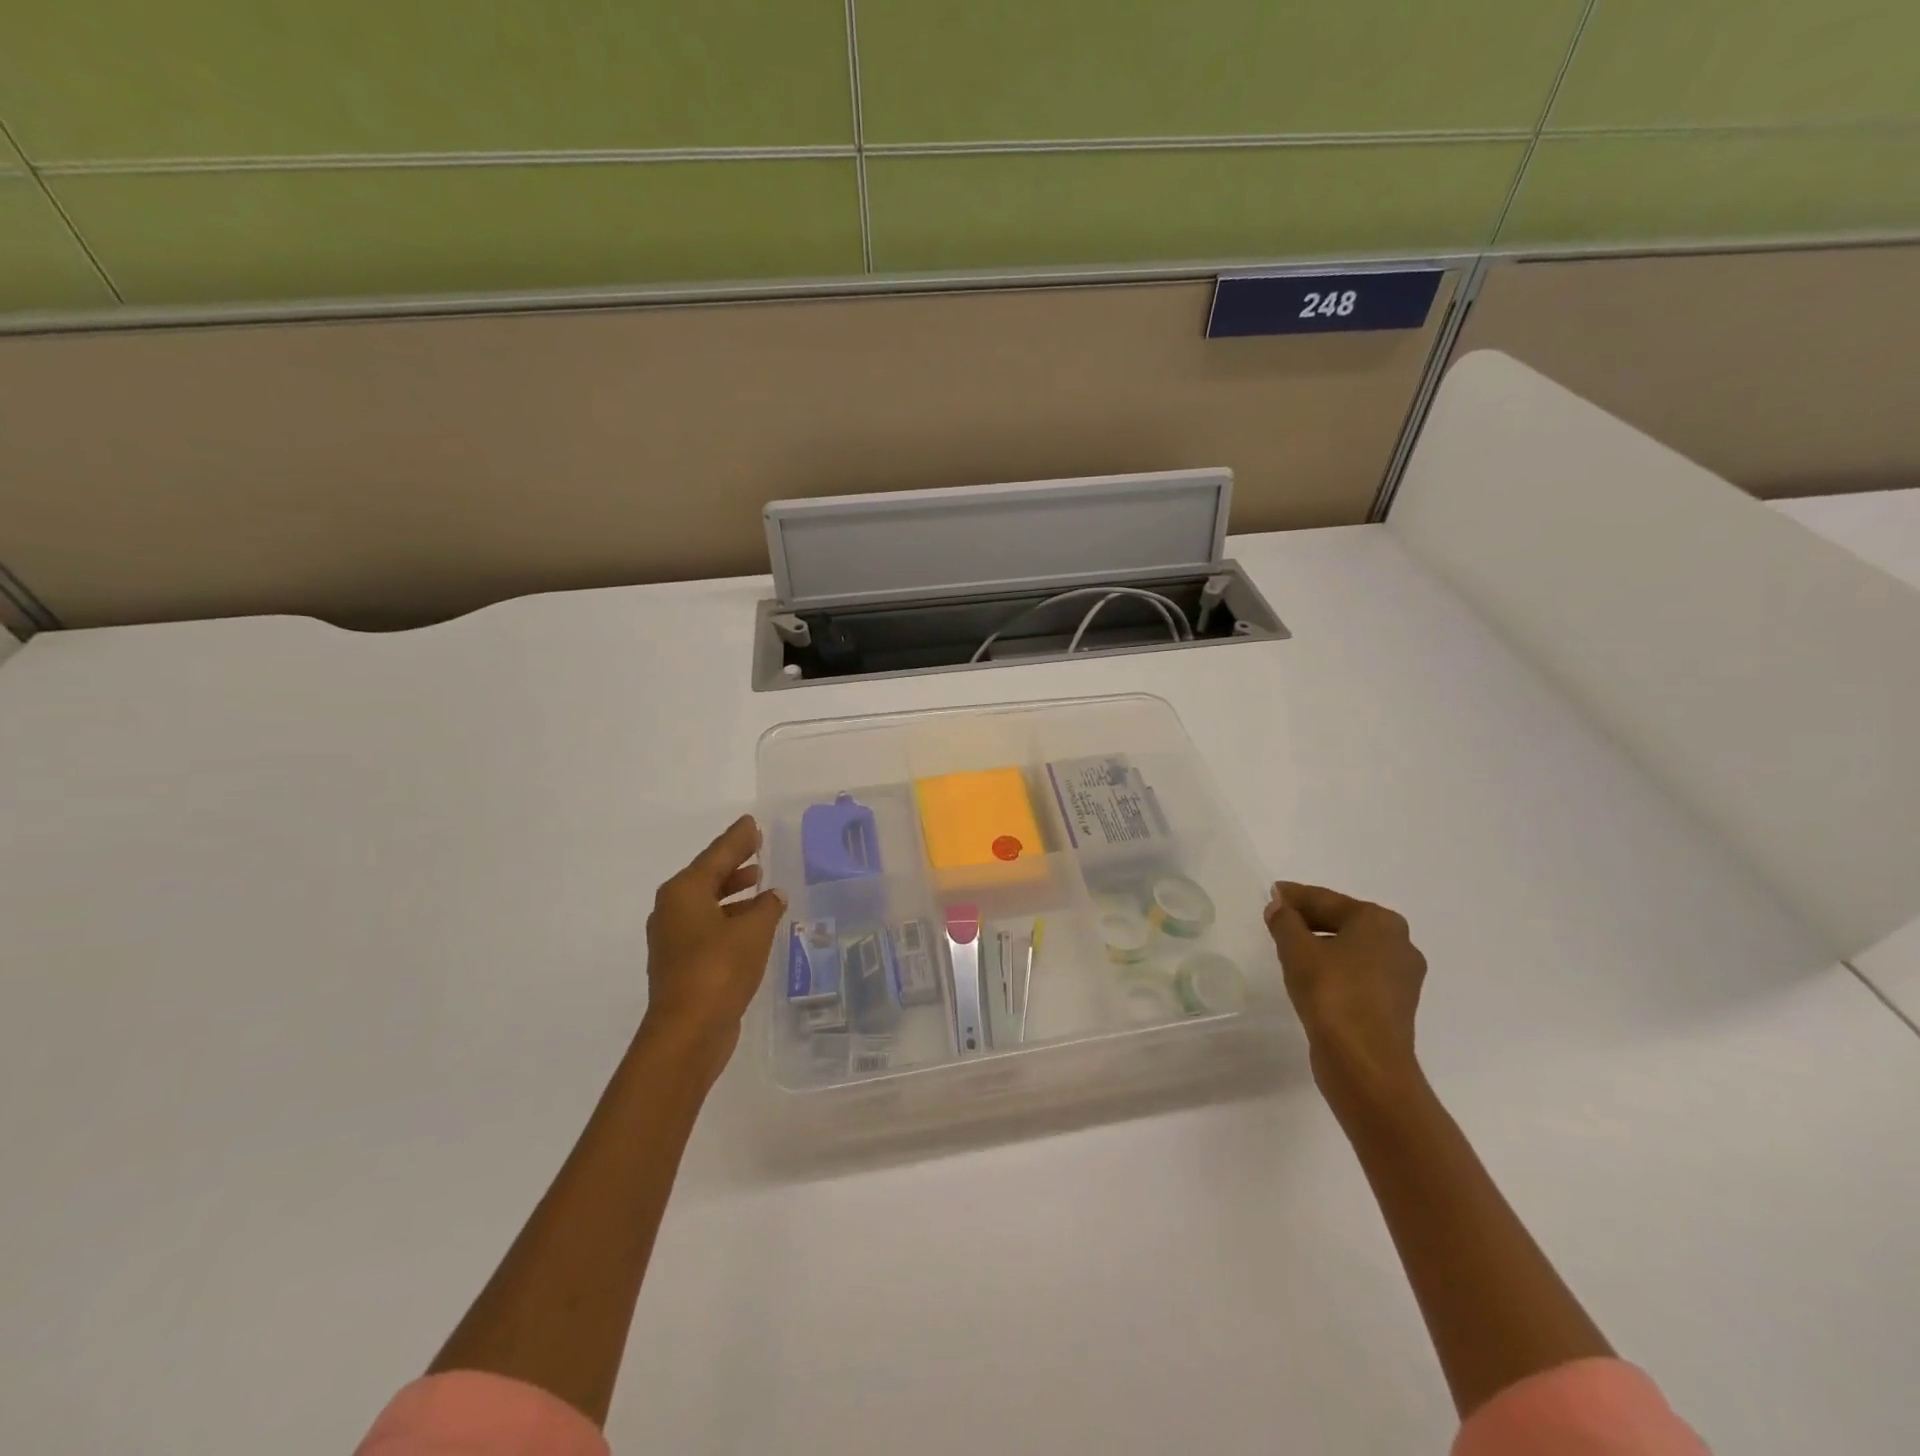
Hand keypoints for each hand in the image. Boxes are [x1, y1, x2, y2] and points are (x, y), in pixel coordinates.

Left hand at [643, 816, 786, 1059]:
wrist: (688, 1032)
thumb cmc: (720, 969)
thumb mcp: (753, 931)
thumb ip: (766, 907)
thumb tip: (773, 895)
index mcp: (684, 892)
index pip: (717, 855)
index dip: (737, 839)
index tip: (752, 823)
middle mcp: (672, 910)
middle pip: (707, 877)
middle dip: (733, 863)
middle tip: (757, 847)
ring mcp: (673, 939)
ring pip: (706, 903)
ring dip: (732, 892)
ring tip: (759, 881)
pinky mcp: (681, 964)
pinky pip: (708, 926)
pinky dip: (729, 917)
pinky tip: (752, 922)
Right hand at [1264, 881, 1426, 1099]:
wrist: (1365, 1063)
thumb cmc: (1332, 994)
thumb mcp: (1297, 950)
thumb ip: (1285, 921)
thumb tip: (1279, 904)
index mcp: (1380, 922)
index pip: (1327, 899)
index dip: (1295, 896)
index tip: (1273, 891)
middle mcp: (1399, 943)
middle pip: (1344, 921)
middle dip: (1310, 918)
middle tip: (1277, 916)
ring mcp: (1400, 977)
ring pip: (1351, 948)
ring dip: (1321, 943)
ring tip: (1289, 945)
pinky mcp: (1394, 1005)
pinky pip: (1358, 972)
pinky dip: (1334, 966)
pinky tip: (1311, 973)